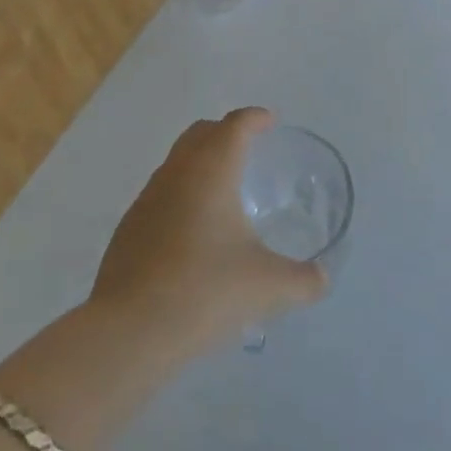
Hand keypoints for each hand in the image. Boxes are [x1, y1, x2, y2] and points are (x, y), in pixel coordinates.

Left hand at [89, 108, 326, 360]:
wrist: (129, 331)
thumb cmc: (205, 291)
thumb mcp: (267, 287)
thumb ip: (302, 281)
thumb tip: (322, 279)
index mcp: (211, 170)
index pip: (235, 125)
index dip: (255, 118)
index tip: (270, 122)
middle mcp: (177, 173)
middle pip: (201, 133)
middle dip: (225, 132)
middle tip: (249, 148)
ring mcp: (147, 199)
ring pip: (177, 162)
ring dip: (200, 164)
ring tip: (223, 192)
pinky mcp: (129, 228)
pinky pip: (160, 194)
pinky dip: (181, 196)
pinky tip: (193, 233)